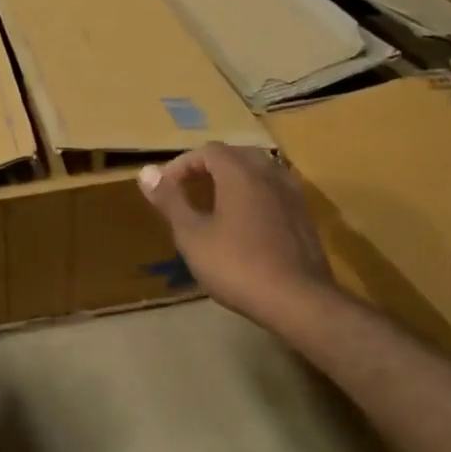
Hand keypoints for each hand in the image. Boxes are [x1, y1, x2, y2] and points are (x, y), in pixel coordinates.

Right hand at [138, 143, 333, 330]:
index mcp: (240, 174)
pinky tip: (245, 221)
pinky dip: (254, 194)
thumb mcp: (192, 235)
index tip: (166, 186)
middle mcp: (269, 174)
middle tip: (189, 188)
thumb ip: (170, 200)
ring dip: (234, 179)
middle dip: (209, 166)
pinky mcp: (304, 217)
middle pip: (236, 155)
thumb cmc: (236, 265)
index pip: (208, 151)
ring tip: (216, 202)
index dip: (183, 164)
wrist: (298, 301)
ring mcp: (292, 195)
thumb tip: (146, 171)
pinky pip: (274, 191)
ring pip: (259, 171)